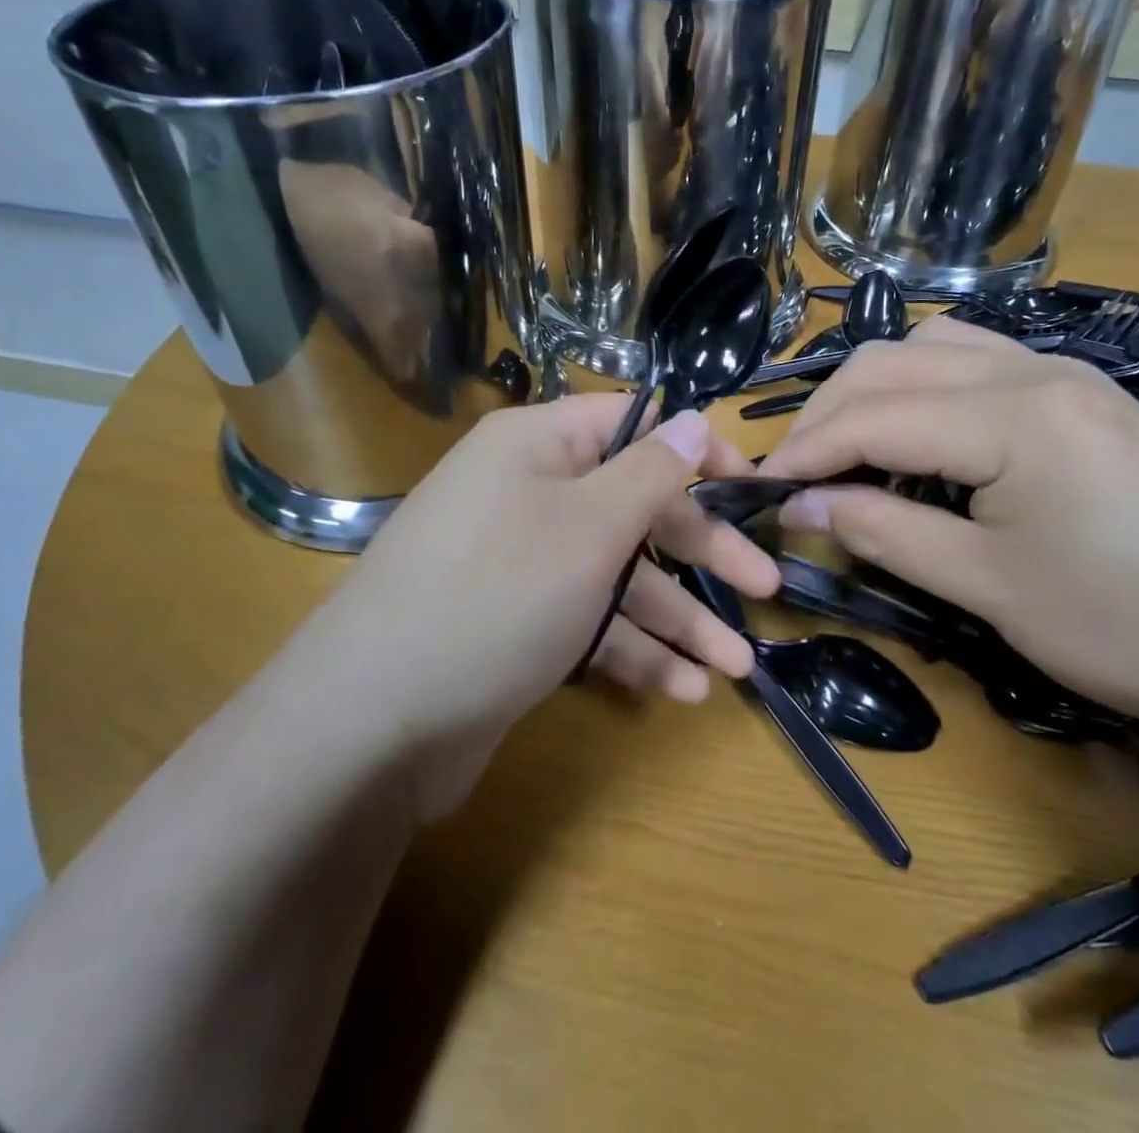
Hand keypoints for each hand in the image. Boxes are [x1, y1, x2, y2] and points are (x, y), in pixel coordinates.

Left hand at [282, 396, 778, 755]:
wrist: (373, 722)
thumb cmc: (498, 595)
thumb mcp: (590, 525)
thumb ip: (652, 471)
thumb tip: (695, 416)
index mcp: (537, 446)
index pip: (633, 423)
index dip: (694, 450)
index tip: (749, 486)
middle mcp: (527, 493)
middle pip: (633, 507)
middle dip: (702, 551)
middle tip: (766, 586)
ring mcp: (520, 562)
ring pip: (616, 575)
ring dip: (677, 618)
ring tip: (736, 666)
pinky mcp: (516, 622)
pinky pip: (587, 620)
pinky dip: (632, 650)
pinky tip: (682, 689)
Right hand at [757, 316, 1138, 740]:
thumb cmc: (1132, 627)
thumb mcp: (988, 587)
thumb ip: (884, 531)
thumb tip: (802, 505)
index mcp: (1012, 414)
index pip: (872, 414)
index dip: (804, 450)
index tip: (758, 489)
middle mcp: (1035, 369)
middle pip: (894, 363)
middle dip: (829, 412)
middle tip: (795, 472)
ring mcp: (1068, 374)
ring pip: (936, 348)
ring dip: (876, 390)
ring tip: (848, 447)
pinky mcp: (1088, 395)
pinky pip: (980, 363)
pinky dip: (926, 389)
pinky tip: (922, 435)